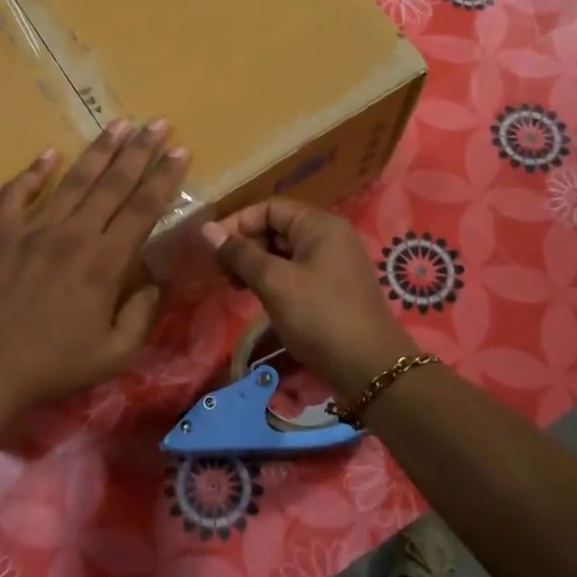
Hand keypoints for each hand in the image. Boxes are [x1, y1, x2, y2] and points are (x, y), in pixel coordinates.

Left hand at [0, 120, 189, 416]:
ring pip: (72, 180)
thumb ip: (140, 315)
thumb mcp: (114, 355)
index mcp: (105, 263)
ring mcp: (32, 230)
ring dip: (98, 151)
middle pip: (113, 184)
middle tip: (157, 122)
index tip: (181, 150)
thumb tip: (154, 284)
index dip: (164, 177)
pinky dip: (32, 173)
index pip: (143, 208)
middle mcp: (73, 235)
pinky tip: (48, 154)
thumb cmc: (52, 367)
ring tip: (118, 124)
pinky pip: (16, 194)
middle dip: (139, 150)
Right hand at [201, 199, 415, 398]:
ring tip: (234, 287)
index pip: (270, 208)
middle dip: (246, 245)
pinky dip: (273, 281)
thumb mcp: (275, 283)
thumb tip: (206, 230)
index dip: (238, 223)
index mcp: (320, 225)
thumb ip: (240, 254)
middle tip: (221, 272)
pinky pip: (296, 273)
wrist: (369, 368)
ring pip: (285, 253)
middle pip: (277, 228)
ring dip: (256, 265)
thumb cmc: (320, 317)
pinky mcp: (332, 290)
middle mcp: (330, 237)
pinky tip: (257, 298)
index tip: (211, 248)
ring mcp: (333, 264)